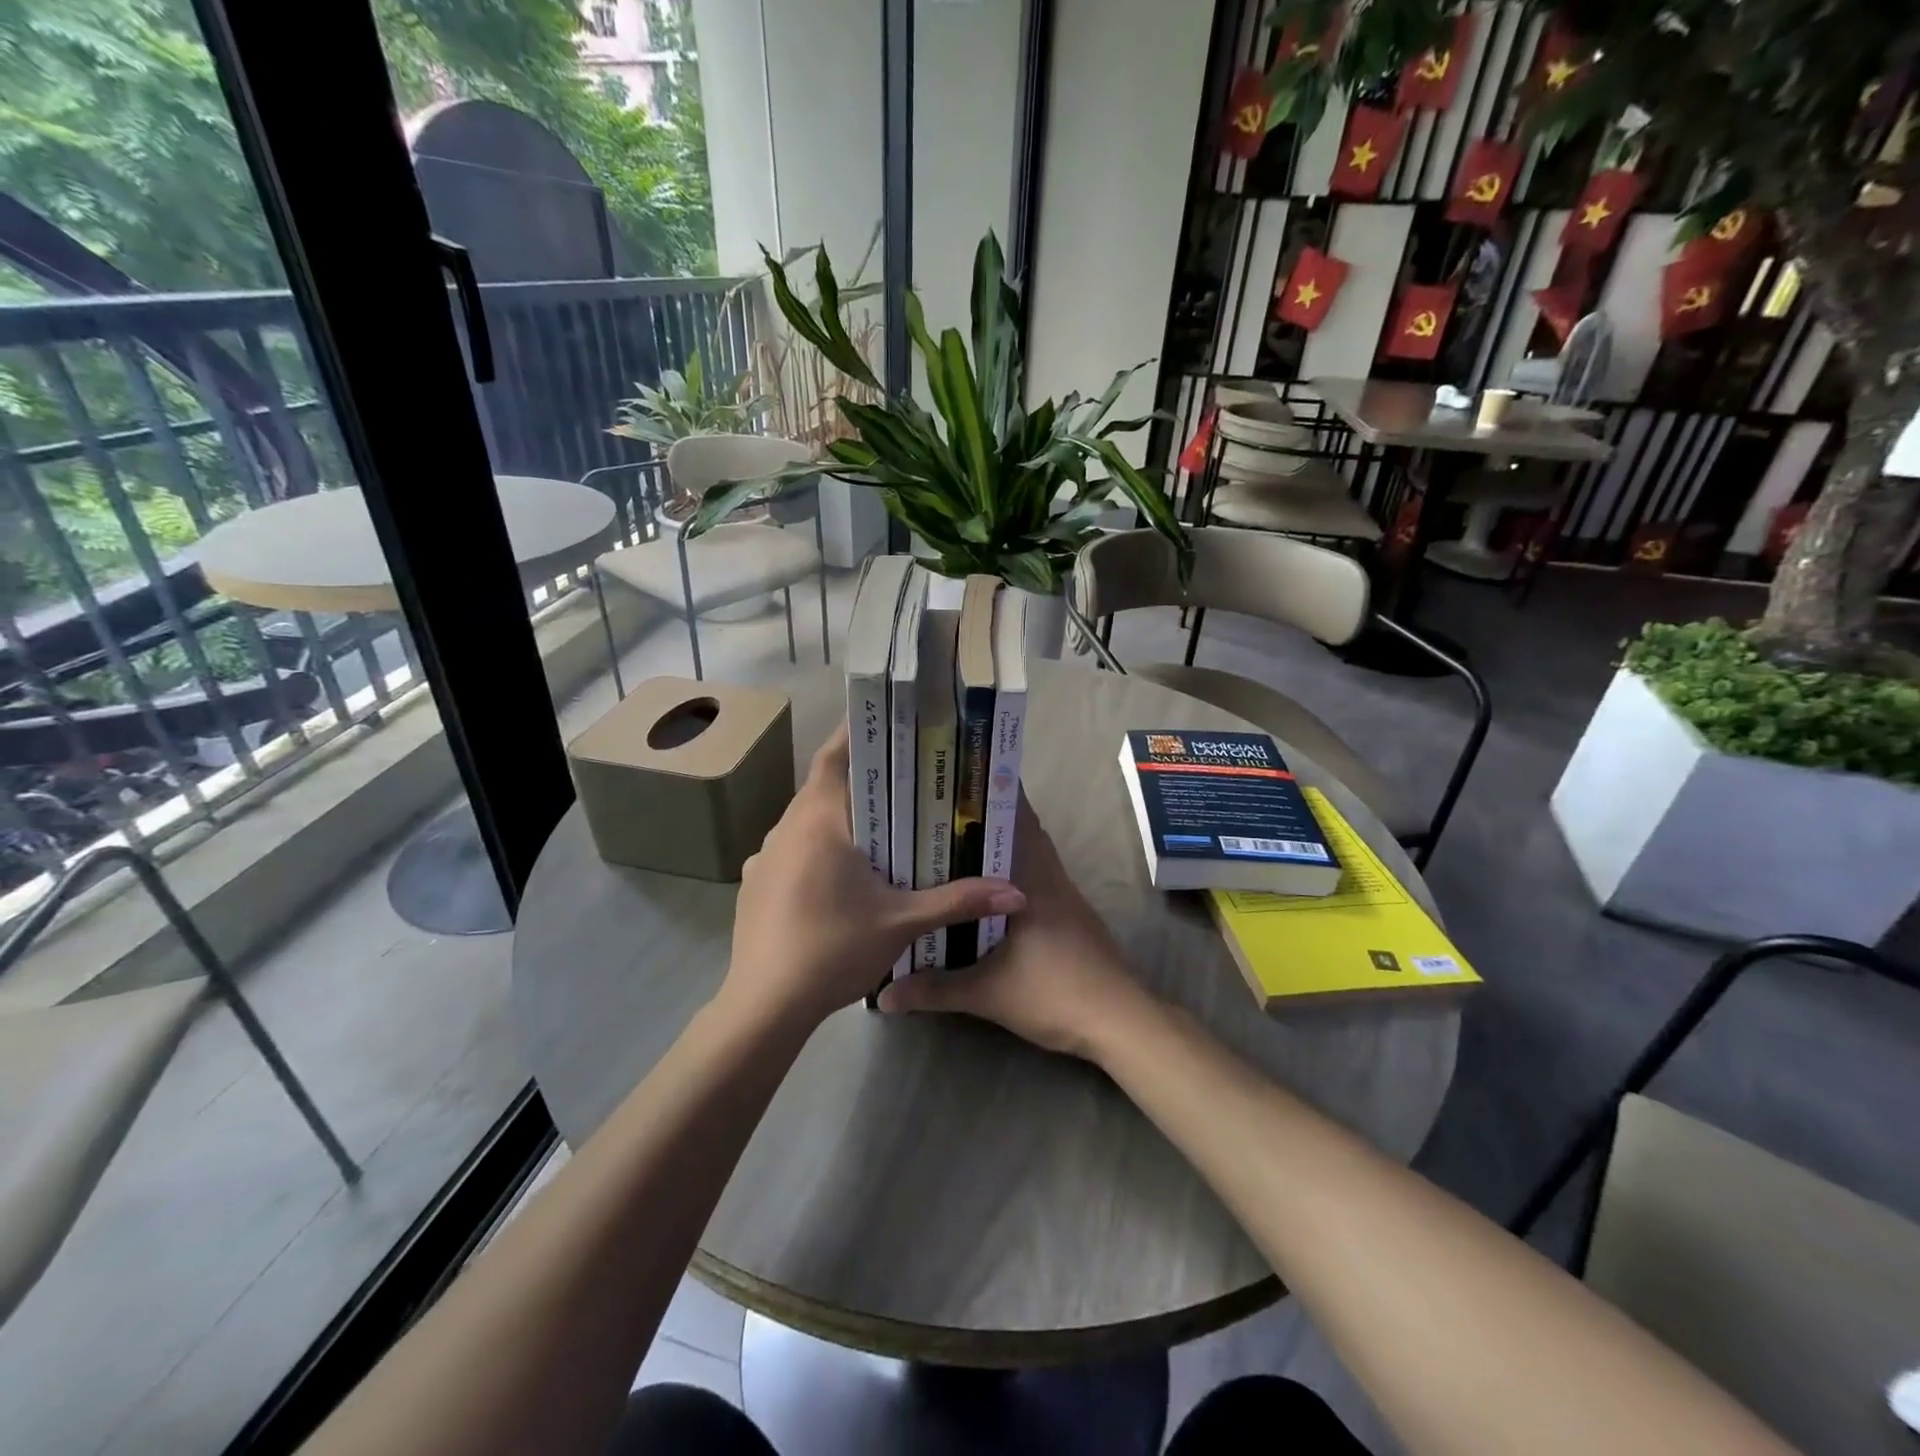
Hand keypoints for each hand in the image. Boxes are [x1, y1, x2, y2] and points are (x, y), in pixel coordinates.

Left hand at [722, 720, 1025, 1030]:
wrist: (764, 1006)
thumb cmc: (833, 950)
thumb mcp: (902, 923)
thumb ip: (958, 901)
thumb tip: (1017, 892)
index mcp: (819, 821)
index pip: (834, 755)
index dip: (857, 733)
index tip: (889, 722)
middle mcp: (785, 827)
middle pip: (822, 785)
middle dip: (859, 778)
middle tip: (902, 777)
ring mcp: (764, 856)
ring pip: (805, 818)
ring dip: (837, 815)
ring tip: (877, 824)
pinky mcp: (755, 883)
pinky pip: (790, 848)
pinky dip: (816, 846)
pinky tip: (838, 872)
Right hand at [879, 794, 1157, 1060]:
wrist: (1119, 1022)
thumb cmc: (1055, 993)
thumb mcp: (987, 993)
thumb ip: (935, 989)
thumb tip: (883, 996)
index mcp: (1032, 880)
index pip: (1017, 818)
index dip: (992, 792)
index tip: (958, 779)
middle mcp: (1050, 878)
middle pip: (1023, 831)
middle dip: (988, 817)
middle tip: (943, 811)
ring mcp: (1065, 896)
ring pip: (1031, 856)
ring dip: (1002, 846)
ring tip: (956, 843)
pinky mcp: (1071, 916)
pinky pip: (1037, 878)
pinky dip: (1013, 873)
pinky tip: (986, 891)